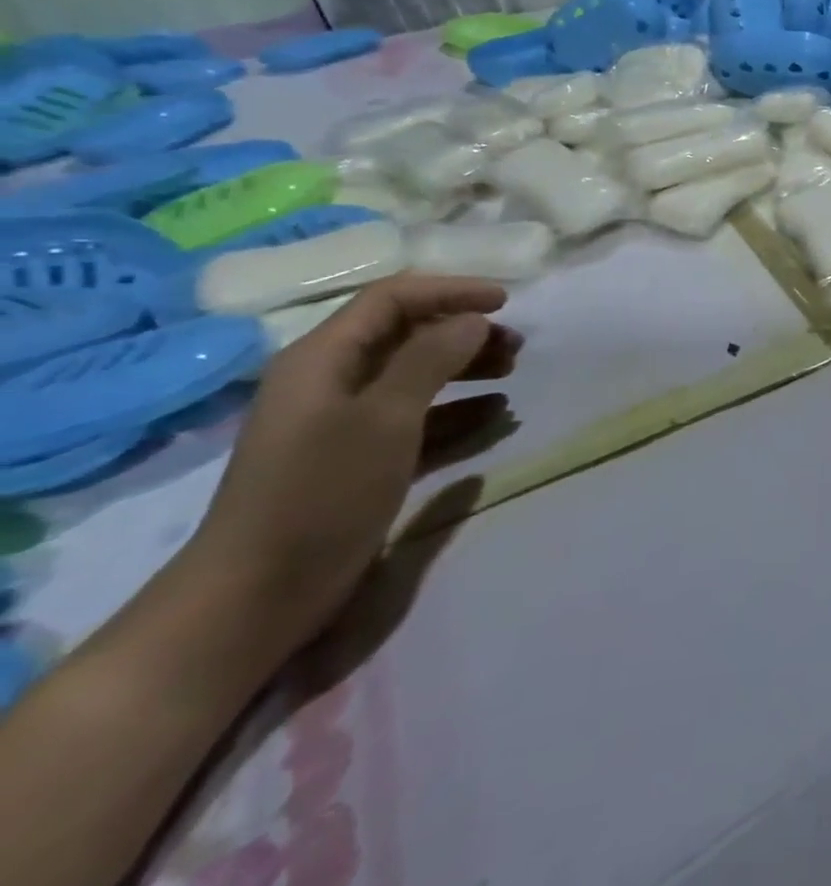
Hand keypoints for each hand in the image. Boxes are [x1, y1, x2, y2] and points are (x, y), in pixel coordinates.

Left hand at [187, 274, 520, 653]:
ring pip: (416, 376)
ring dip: (466, 369)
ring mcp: (345, 423)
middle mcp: (332, 381)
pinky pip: (419, 419)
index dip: (450, 291)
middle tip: (516, 346)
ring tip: (512, 376)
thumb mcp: (385, 417)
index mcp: (323, 359)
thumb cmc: (322, 491)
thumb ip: (431, 359)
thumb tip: (473, 320)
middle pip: (407, 335)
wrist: (259, 593)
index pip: (392, 299)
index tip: (506, 302)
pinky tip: (496, 418)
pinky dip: (458, 412)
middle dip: (464, 332)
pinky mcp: (361, 459)